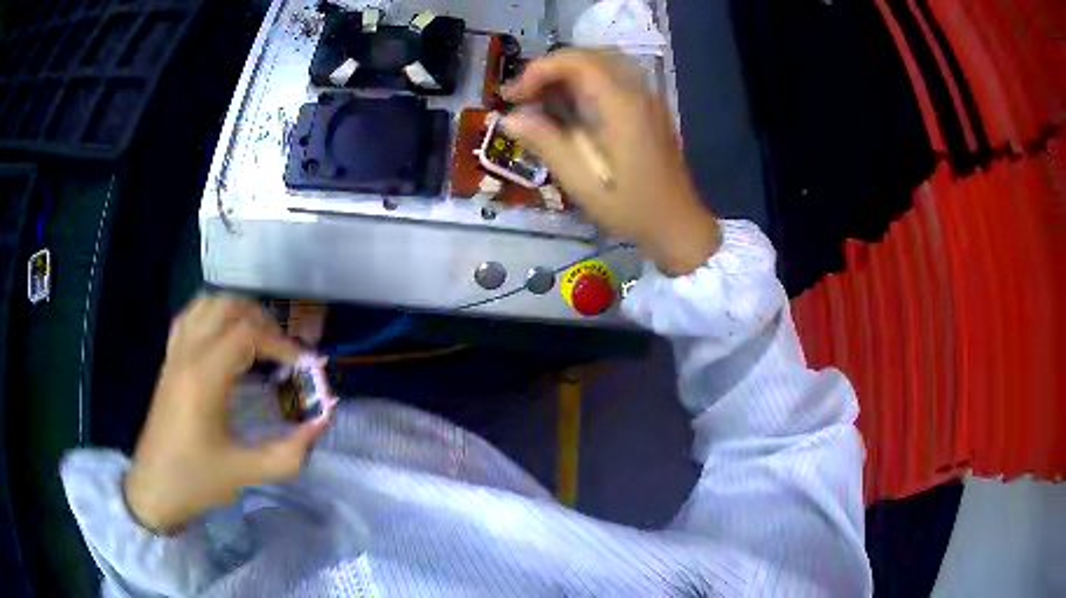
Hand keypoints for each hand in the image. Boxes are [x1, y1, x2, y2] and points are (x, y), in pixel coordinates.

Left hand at [124, 296, 331, 533]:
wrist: (154, 488)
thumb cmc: (197, 480)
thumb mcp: (247, 472)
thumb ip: (290, 452)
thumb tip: (322, 422)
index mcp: (204, 377)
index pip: (249, 334)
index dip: (283, 343)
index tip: (305, 367)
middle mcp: (188, 354)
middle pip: (228, 308)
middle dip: (263, 322)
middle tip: (284, 352)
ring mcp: (175, 353)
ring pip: (207, 304)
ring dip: (237, 312)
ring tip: (258, 340)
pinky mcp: (168, 360)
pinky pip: (189, 317)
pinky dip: (212, 315)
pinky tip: (223, 337)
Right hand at [502, 50, 721, 275]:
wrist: (677, 224)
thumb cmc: (629, 205)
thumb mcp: (580, 180)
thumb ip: (545, 142)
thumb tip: (509, 118)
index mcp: (621, 104)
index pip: (576, 62)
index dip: (539, 70)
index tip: (514, 97)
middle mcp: (637, 91)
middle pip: (589, 56)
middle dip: (550, 69)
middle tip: (524, 96)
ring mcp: (647, 99)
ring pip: (603, 64)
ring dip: (568, 74)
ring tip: (543, 99)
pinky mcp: (649, 110)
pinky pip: (615, 79)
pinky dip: (586, 83)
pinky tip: (572, 109)